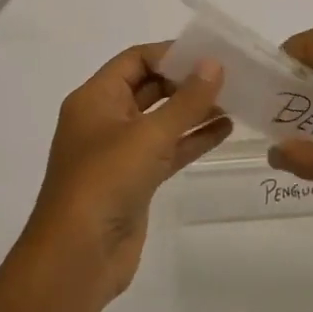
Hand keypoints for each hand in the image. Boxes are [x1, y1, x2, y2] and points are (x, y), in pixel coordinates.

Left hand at [21, 43, 230, 306]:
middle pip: (150, 87)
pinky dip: (192, 138)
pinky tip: (225, 129)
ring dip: (194, 109)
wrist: (77, 259)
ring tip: (235, 98)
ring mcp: (119, 153)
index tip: (210, 52)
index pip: (135, 60)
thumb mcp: (149, 134)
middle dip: (186, 81)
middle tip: (230, 75)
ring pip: (162, 120)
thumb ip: (186, 100)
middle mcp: (104, 120)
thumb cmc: (105, 182)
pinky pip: (167, 149)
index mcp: (95, 98)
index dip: (171, 53)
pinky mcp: (135, 181)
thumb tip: (214, 64)